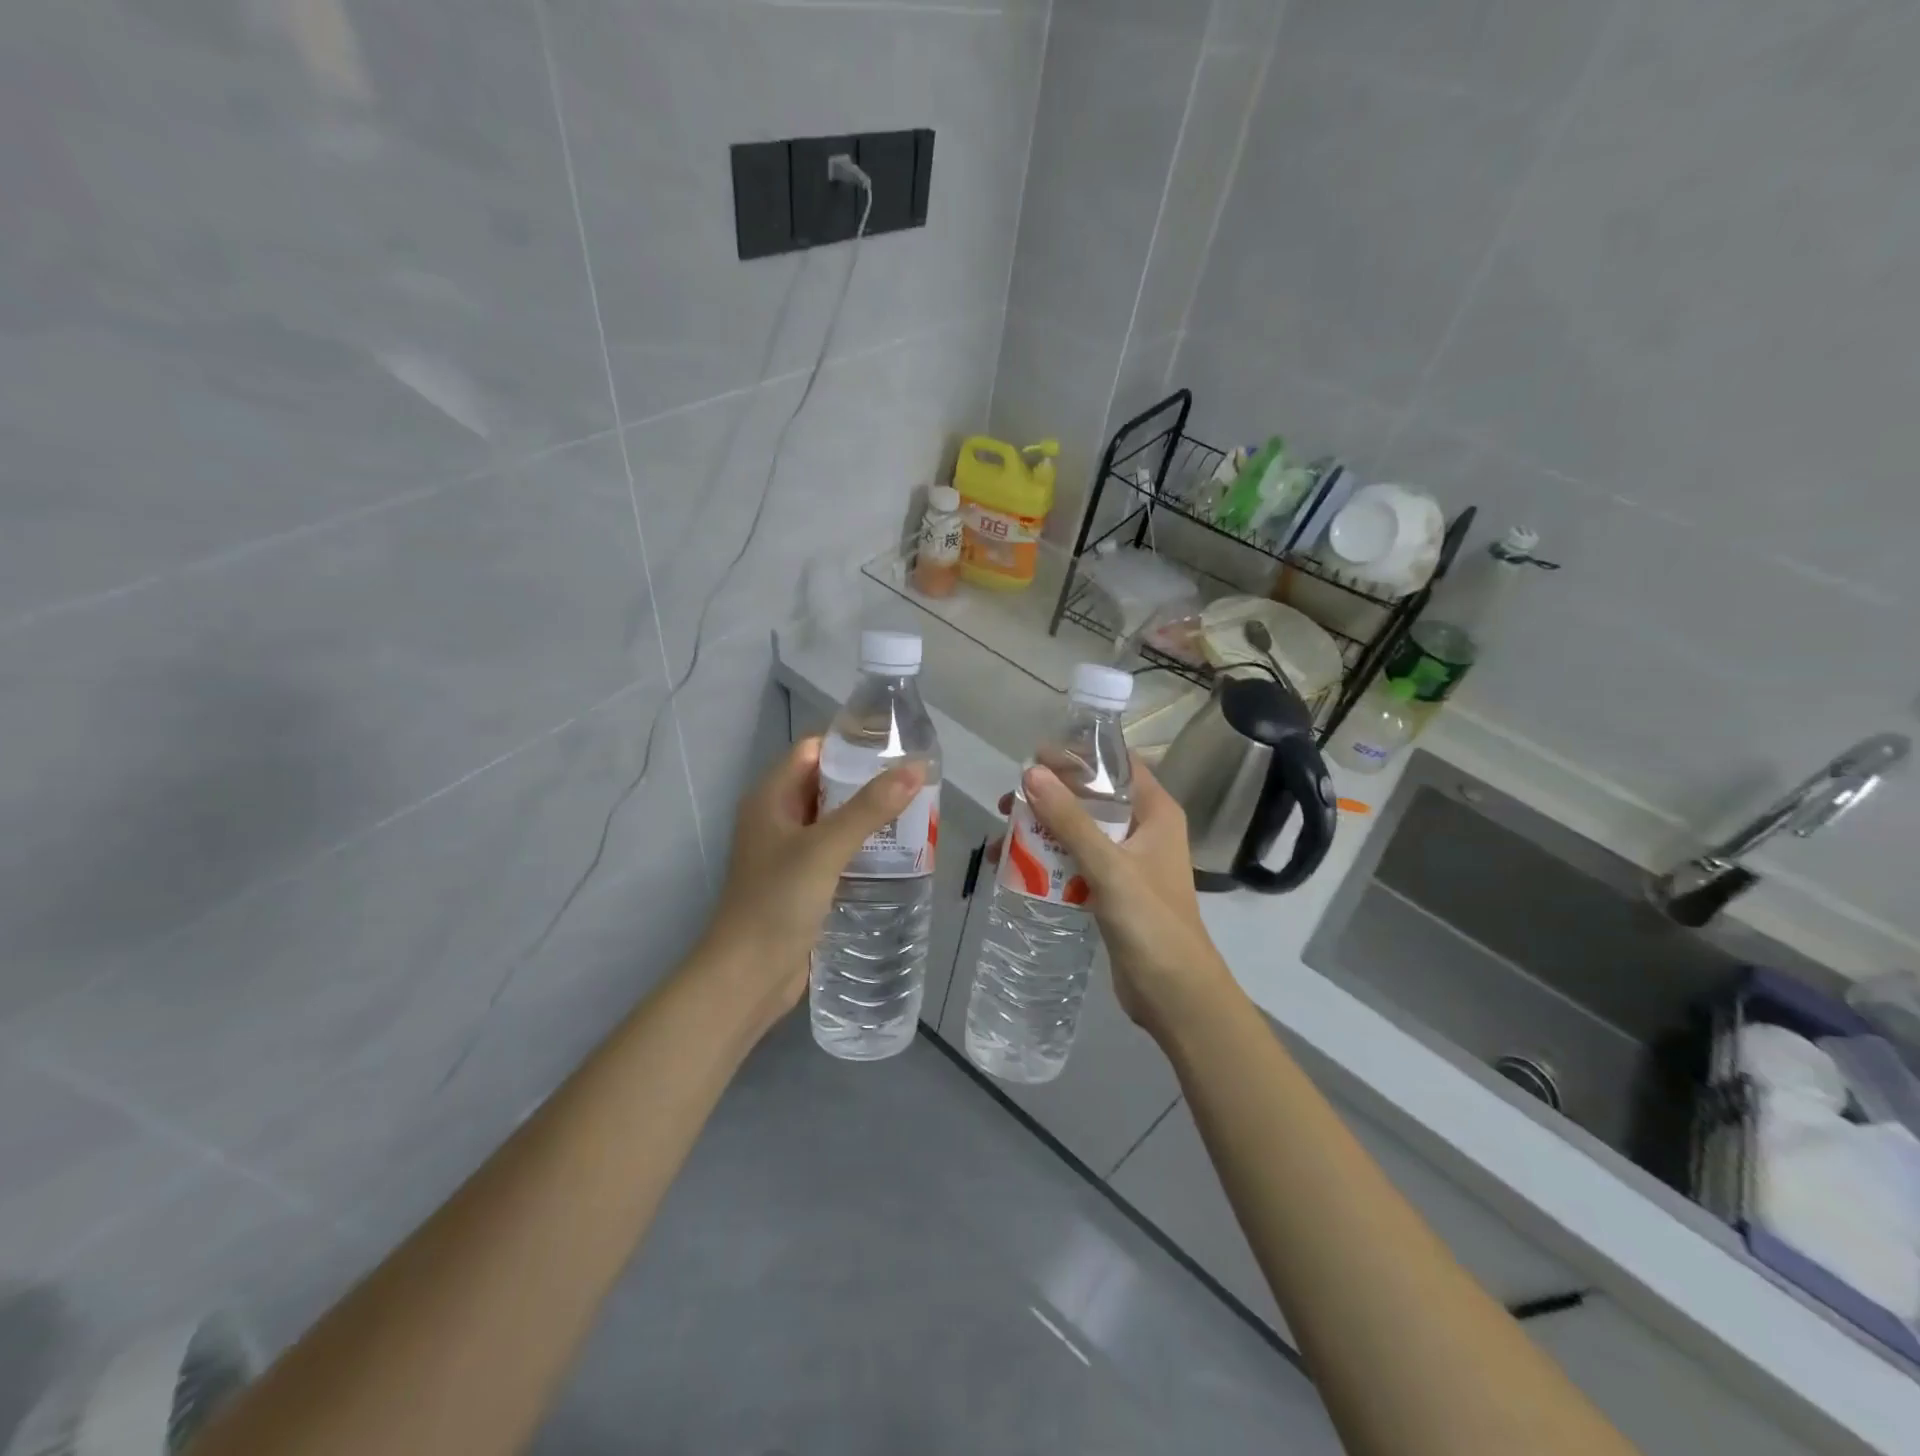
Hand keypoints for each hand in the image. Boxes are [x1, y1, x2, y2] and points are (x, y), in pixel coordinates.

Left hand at [696, 736, 924, 1032]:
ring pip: (834, 819)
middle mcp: (778, 818)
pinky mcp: (803, 881)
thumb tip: (915, 768)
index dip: (851, 743)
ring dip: (869, 815)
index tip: (896, 745)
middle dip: (868, 780)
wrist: (748, 976)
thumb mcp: (825, 848)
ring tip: (916, 811)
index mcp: (771, 797)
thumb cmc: (778, 901)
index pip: (813, 750)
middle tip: (915, 780)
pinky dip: (863, 846)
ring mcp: (789, 852)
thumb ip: (870, 808)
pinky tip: (897, 851)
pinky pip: (837, 850)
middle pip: (826, 784)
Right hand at [1001, 757, 1235, 1036]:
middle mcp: (1143, 830)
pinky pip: (1076, 863)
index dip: (1079, 756)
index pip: (1118, 765)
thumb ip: (1070, 819)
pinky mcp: (1113, 891)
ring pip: (1080, 832)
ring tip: (1003, 837)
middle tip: (1009, 801)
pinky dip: (1049, 861)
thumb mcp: (1108, 865)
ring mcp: (1128, 862)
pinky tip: (1016, 869)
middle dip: (1050, 797)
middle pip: (1093, 798)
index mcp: (1155, 812)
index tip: (1036, 757)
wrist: (1175, 993)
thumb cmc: (1150, 920)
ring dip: (1043, 831)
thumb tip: (1031, 773)